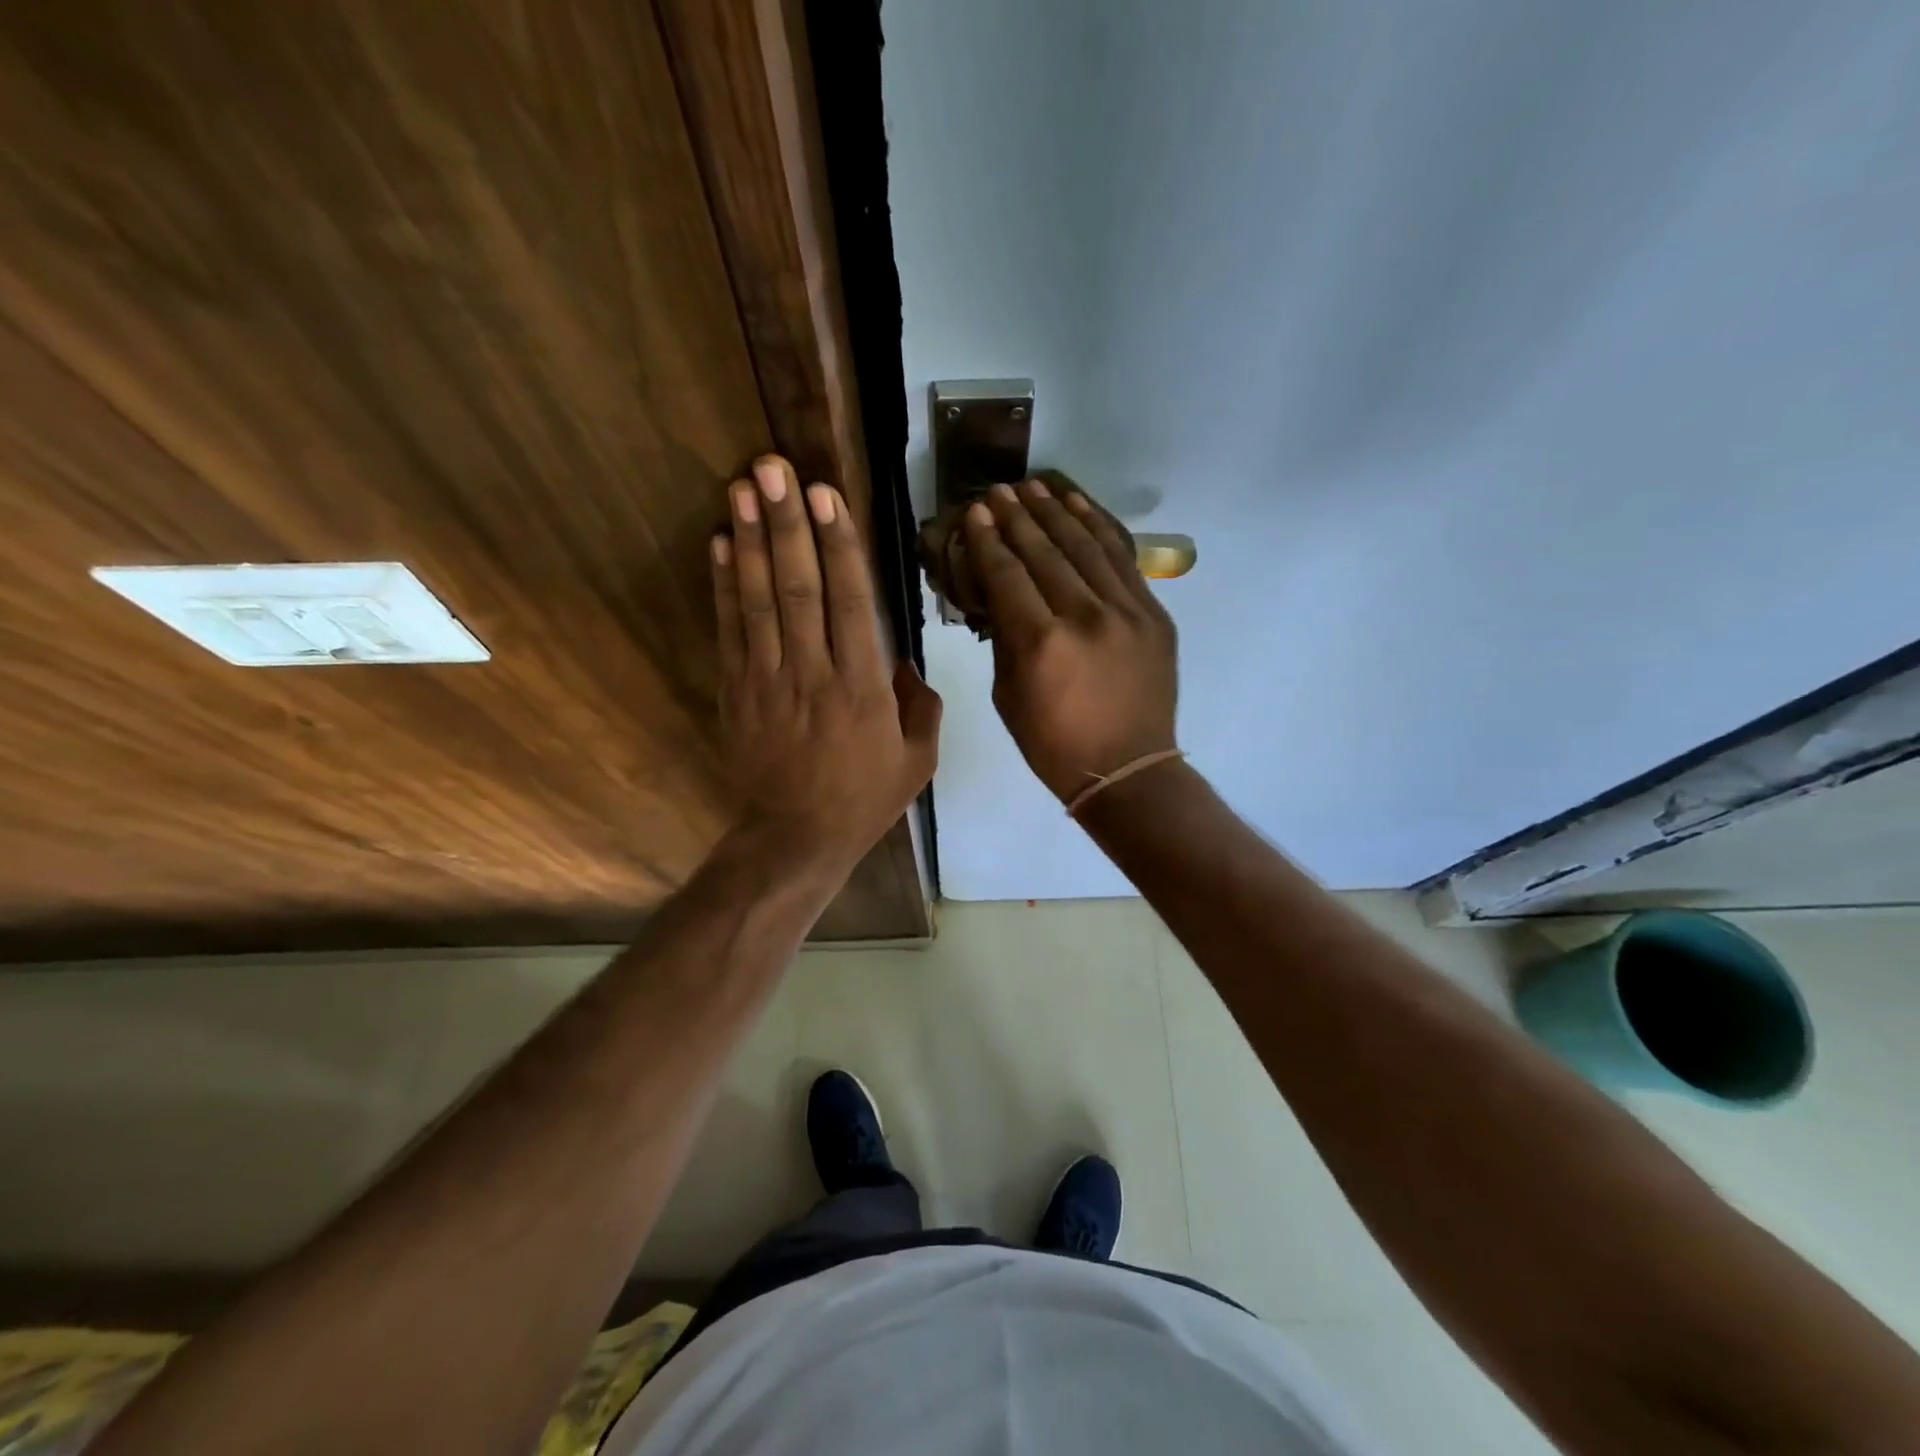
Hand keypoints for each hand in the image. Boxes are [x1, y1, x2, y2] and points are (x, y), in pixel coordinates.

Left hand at [712, 456, 940, 873]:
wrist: (794, 839)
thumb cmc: (863, 799)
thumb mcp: (918, 760)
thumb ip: (921, 705)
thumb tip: (905, 662)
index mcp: (863, 686)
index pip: (850, 601)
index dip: (837, 544)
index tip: (826, 494)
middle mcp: (813, 672)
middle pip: (798, 587)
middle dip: (787, 523)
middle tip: (773, 467)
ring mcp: (768, 679)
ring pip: (759, 600)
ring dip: (750, 540)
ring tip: (741, 487)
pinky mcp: (737, 691)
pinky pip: (730, 630)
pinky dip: (724, 585)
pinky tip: (719, 544)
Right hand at [961, 479, 1177, 803]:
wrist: (1128, 768)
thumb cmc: (1054, 744)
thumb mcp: (1008, 696)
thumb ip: (1003, 638)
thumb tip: (998, 594)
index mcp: (1041, 644)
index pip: (1007, 575)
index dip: (988, 541)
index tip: (975, 513)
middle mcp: (1084, 617)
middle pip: (1045, 552)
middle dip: (1017, 517)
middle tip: (998, 491)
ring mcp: (1126, 611)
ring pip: (1086, 546)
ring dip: (1056, 511)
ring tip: (1034, 487)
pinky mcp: (1153, 614)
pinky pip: (1122, 559)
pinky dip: (1099, 528)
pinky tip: (1079, 506)